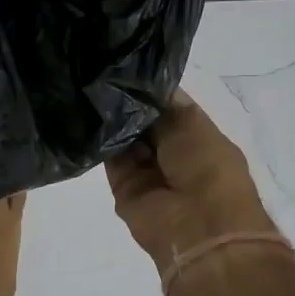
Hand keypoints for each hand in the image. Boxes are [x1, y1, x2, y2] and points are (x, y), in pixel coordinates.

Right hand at [105, 91, 280, 280]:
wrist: (197, 226)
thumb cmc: (207, 168)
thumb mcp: (191, 123)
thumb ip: (164, 105)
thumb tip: (141, 88)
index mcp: (197, 139)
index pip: (167, 108)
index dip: (149, 91)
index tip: (125, 69)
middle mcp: (171, 155)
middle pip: (143, 123)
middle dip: (128, 103)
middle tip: (102, 76)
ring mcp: (147, 173)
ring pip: (124, 140)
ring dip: (112, 120)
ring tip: (90, 90)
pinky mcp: (123, 189)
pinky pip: (109, 160)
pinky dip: (100, 141)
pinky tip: (86, 115)